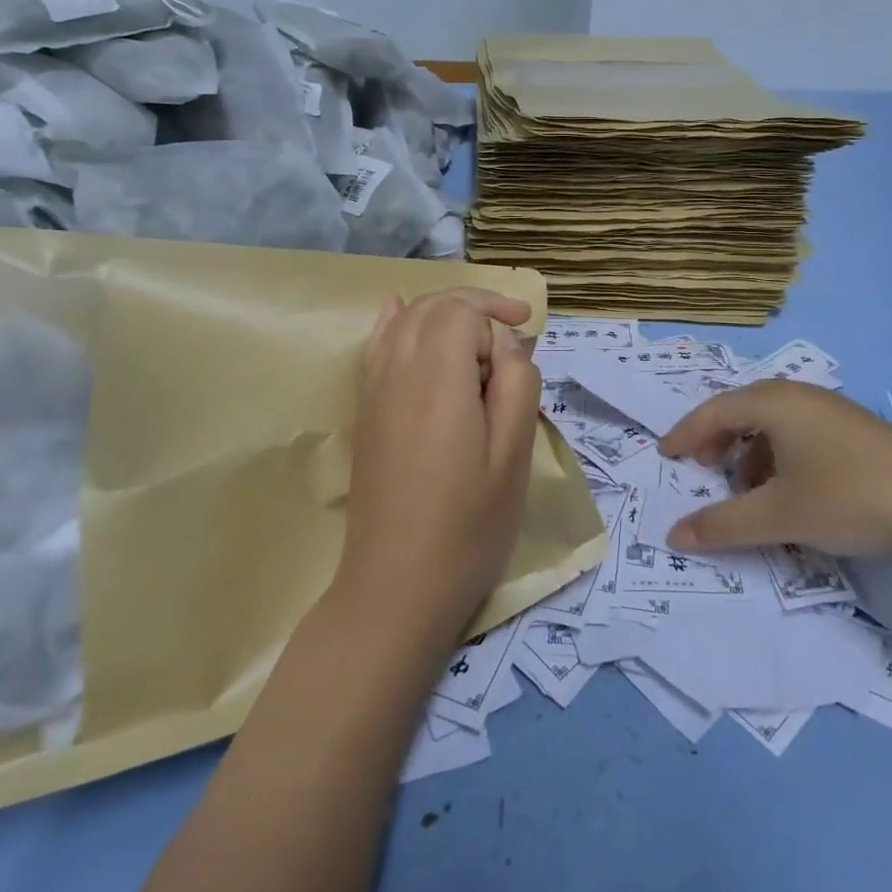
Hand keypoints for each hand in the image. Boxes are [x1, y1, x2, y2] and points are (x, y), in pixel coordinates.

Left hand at [337, 287, 540, 644]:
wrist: (396, 586)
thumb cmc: (468, 525)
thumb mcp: (514, 455)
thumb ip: (517, 384)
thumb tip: (507, 343)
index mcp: (438, 377)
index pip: (463, 312)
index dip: (497, 317)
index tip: (525, 346)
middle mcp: (398, 370)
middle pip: (434, 306)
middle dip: (476, 306)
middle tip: (514, 329)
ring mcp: (374, 389)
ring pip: (406, 319)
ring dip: (444, 312)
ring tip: (478, 332)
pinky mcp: (366, 410)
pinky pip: (377, 344)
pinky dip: (396, 320)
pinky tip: (398, 310)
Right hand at [658, 380, 891, 562]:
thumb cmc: (848, 499)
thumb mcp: (778, 515)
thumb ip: (722, 524)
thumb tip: (674, 534)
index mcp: (775, 403)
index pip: (714, 411)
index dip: (685, 434)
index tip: (666, 456)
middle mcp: (801, 396)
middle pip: (743, 410)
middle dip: (718, 441)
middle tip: (705, 471)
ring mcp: (833, 411)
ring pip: (773, 424)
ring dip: (750, 453)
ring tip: (749, 492)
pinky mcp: (856, 432)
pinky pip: (800, 434)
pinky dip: (780, 458)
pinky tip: (791, 492)